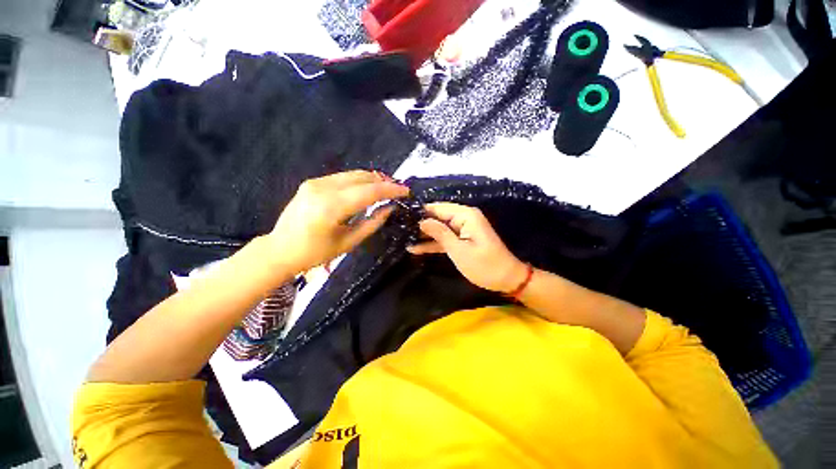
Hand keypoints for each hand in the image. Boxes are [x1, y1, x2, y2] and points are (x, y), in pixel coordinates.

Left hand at [268, 170, 408, 272]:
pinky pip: (343, 178)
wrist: (280, 249)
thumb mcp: (349, 242)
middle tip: (398, 189)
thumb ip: (373, 223)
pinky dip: (359, 181)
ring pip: (353, 174)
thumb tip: (390, 208)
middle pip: (362, 177)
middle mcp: (323, 188)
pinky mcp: (312, 182)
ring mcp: (315, 182)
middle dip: (383, 181)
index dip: (391, 189)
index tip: (406, 191)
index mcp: (332, 207)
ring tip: (386, 188)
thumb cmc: (315, 252)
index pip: (369, 191)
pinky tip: (366, 189)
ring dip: (372, 180)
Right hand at [407, 203, 528, 292]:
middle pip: (437, 217)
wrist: (506, 279)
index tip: (401, 217)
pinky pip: (444, 238)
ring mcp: (462, 229)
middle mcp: (463, 218)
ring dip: (424, 235)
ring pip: (439, 228)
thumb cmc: (484, 265)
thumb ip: (440, 233)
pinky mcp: (461, 240)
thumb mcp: (459, 250)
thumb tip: (422, 221)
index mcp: (465, 215)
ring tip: (403, 238)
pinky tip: (415, 248)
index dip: (421, 212)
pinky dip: (433, 243)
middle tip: (399, 229)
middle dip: (420, 224)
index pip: (438, 208)